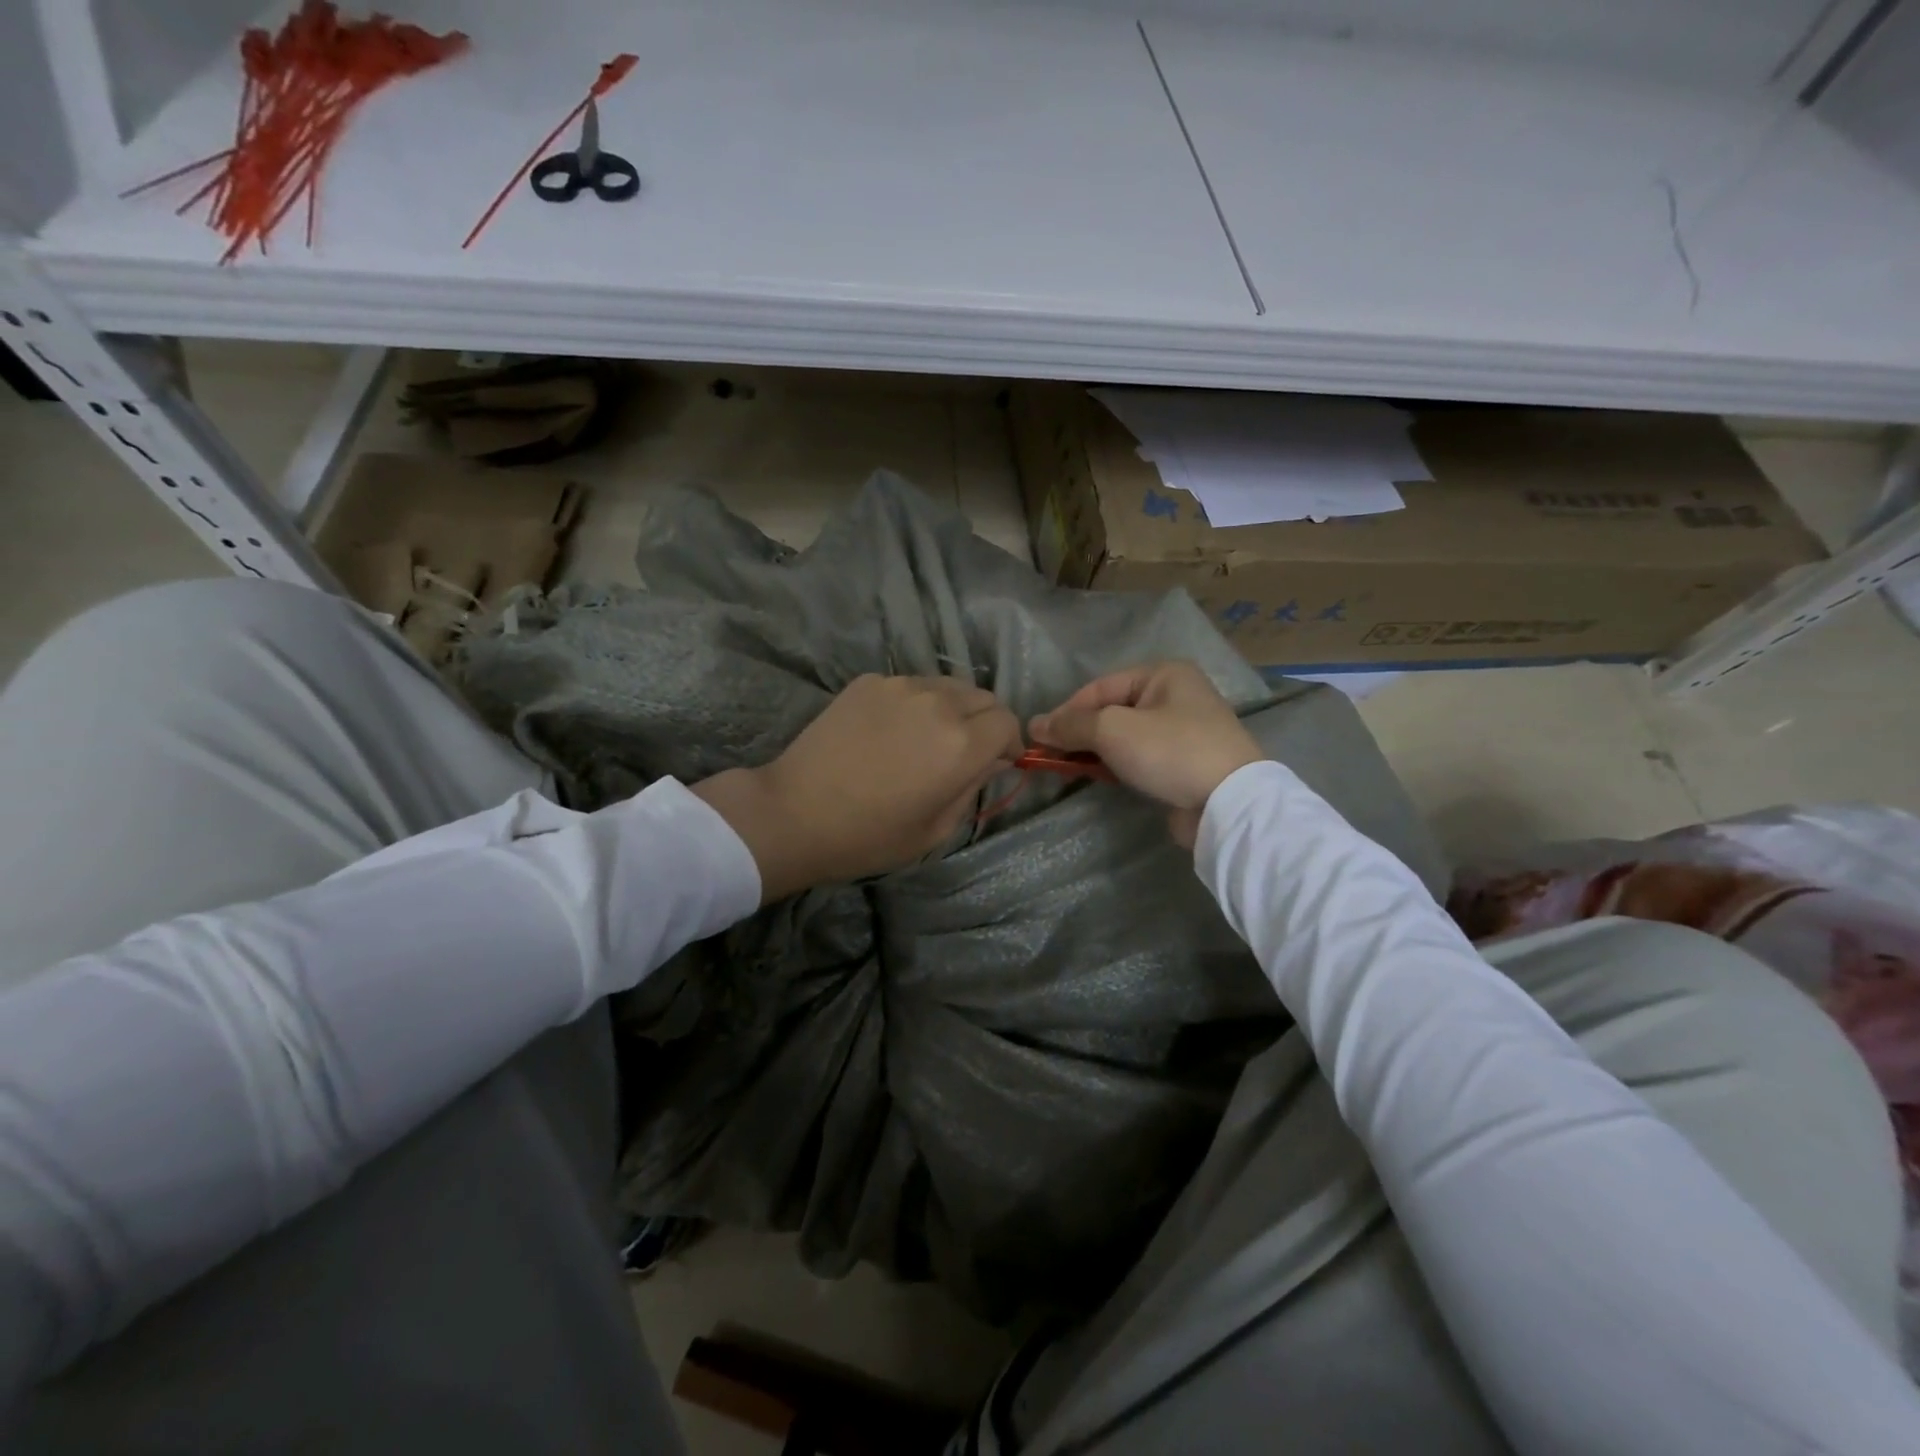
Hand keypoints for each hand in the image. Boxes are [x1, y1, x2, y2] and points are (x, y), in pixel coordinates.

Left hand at [692, 674, 1021, 901]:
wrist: (794, 812)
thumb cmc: (869, 836)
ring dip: (953, 708)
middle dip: (986, 722)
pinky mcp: (869, 681)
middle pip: (983, 697)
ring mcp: (900, 686)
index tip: (998, 762)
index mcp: (960, 743)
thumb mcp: (936, 829)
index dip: (1009, 743)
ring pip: (948, 686)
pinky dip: (917, 703)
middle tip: (967, 751)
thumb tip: (991, 760)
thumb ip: (974, 787)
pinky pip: (911, 685)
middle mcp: (937, 703)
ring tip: (930, 737)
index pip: (1008, 722)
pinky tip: (893, 730)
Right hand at [1029, 661, 1261, 847]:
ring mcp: (1184, 729)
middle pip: (1112, 710)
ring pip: (1125, 735)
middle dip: (1080, 732)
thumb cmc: (1170, 751)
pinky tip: (1101, 776)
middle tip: (1051, 756)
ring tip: (1069, 768)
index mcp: (1163, 673)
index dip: (1065, 711)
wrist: (1230, 802)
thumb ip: (1071, 725)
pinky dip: (1118, 764)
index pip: (1099, 687)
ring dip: (1096, 750)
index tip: (1038, 738)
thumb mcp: (1112, 730)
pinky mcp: (1185, 761)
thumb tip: (1034, 725)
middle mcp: (1176, 694)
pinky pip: (1141, 755)